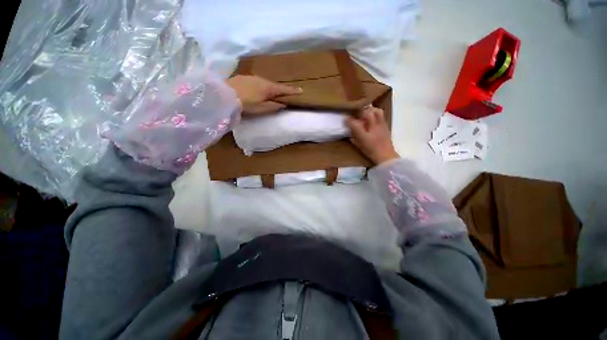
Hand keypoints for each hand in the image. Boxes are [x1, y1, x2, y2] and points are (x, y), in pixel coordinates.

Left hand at [226, 75, 301, 116]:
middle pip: (274, 85)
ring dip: (270, 87)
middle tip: (286, 93)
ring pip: (265, 83)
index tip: (301, 90)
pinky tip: (257, 90)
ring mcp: (252, 77)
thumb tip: (283, 104)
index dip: (292, 91)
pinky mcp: (244, 77)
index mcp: (268, 88)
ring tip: (272, 93)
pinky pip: (256, 81)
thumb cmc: (246, 104)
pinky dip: (260, 86)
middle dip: (281, 89)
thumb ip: (274, 106)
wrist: (225, 95)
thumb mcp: (262, 109)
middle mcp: (262, 80)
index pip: (284, 89)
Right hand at [347, 106, 399, 165]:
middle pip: (367, 113)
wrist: (386, 155)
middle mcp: (373, 128)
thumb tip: (348, 133)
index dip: (349, 120)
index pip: (354, 124)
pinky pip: (381, 114)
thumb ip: (353, 139)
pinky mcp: (385, 125)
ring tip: (365, 113)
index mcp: (364, 135)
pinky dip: (375, 113)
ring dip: (369, 110)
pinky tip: (372, 117)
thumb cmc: (371, 152)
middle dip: (360, 112)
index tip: (346, 119)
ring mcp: (381, 125)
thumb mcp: (359, 146)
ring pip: (376, 111)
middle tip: (356, 114)